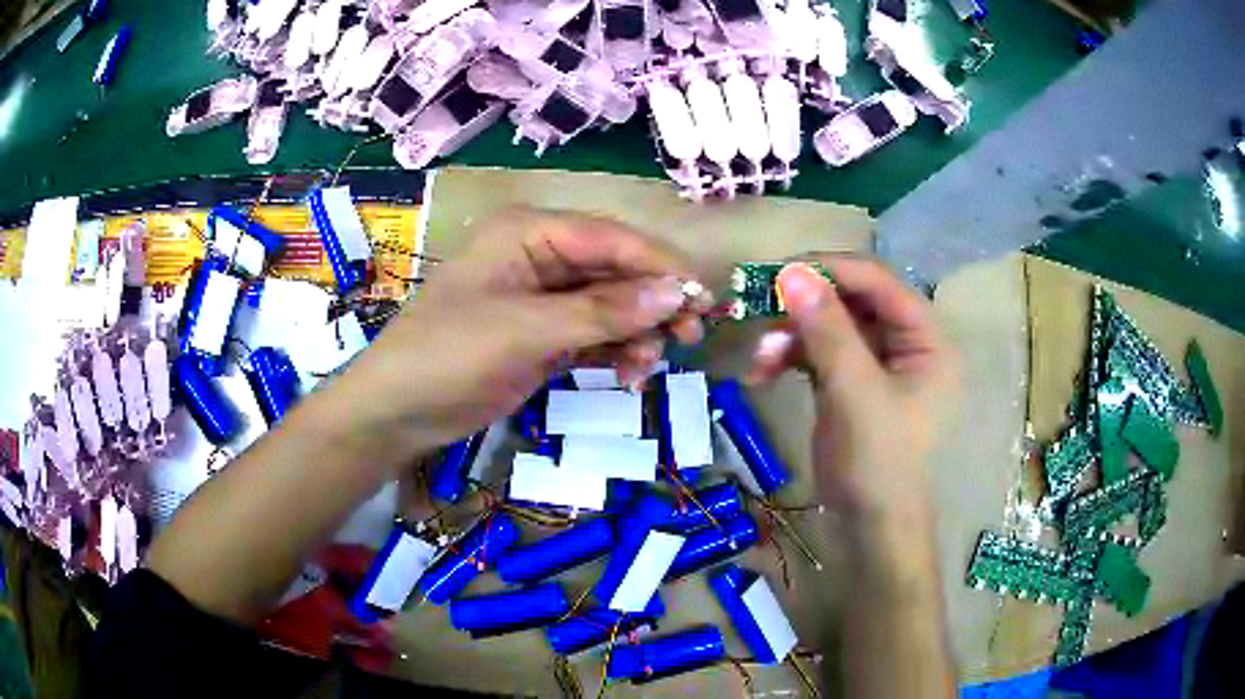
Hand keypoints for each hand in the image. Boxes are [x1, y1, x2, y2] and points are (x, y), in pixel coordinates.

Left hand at [339, 208, 708, 448]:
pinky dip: (615, 353)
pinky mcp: (542, 336)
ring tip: (647, 368)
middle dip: (652, 303)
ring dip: (636, 333)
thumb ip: (603, 312)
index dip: (661, 265)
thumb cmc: (450, 355)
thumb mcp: (527, 330)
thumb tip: (676, 293)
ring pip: (610, 306)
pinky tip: (628, 375)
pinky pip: (594, 335)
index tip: (704, 298)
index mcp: (530, 233)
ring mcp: (542, 299)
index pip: (612, 238)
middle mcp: (540, 256)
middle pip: (616, 270)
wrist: (398, 411)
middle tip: (689, 337)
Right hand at [747, 259, 958, 525]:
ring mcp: (878, 363)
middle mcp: (906, 342)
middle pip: (852, 300)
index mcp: (926, 338)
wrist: (869, 527)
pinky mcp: (852, 382)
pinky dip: (792, 357)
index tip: (779, 272)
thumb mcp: (854, 392)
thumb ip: (827, 330)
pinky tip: (763, 372)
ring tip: (759, 360)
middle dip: (804, 309)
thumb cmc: (877, 462)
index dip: (830, 270)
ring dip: (792, 336)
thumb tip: (791, 272)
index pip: (877, 281)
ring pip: (831, 325)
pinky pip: (820, 352)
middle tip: (761, 311)